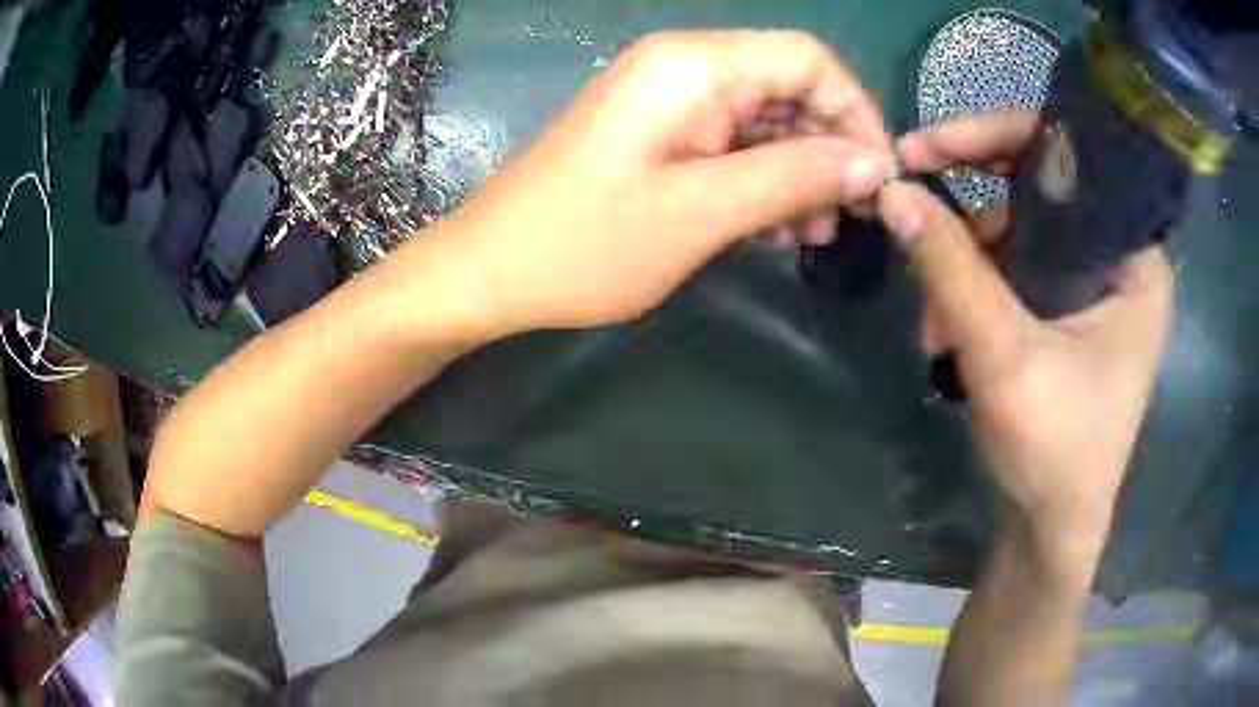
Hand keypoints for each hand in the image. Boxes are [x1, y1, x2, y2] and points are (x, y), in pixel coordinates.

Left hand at [435, 30, 894, 334]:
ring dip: (797, 172)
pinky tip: (770, 228)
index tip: (877, 178)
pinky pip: (730, 141)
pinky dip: (760, 179)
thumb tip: (874, 165)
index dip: (855, 112)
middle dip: (827, 150)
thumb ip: (796, 177)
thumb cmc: (588, 244)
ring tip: (809, 235)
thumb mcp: (705, 211)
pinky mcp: (657, 130)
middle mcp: (684, 65)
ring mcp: (667, 98)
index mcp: (694, 64)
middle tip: (842, 220)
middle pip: (788, 87)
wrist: (492, 270)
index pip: (808, 59)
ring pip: (763, 119)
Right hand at [878, 112, 1173, 548]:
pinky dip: (975, 290)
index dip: (999, 139)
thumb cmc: (1054, 453)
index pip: (1072, 159)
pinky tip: (948, 331)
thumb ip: (952, 269)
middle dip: (972, 213)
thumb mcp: (1004, 357)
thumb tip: (891, 190)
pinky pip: (1016, 269)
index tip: (930, 146)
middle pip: (1041, 191)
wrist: (1048, 531)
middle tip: (910, 207)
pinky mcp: (1069, 311)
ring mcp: (1093, 286)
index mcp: (1135, 259)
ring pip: (1019, 233)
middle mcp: (1119, 259)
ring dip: (965, 265)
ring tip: (934, 324)